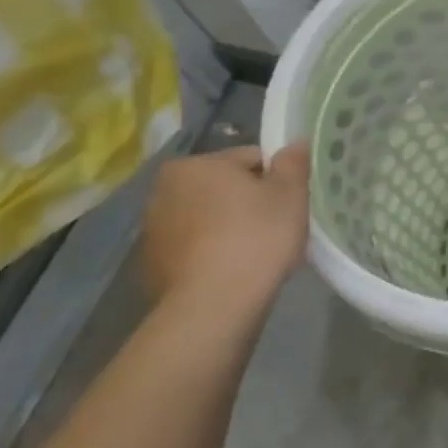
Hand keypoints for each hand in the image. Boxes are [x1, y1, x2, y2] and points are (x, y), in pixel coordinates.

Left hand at [139, 143, 310, 308]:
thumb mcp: (290, 195)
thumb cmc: (256, 238)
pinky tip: (232, 270)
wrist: (213, 304)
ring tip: (254, 253)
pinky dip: (212, 252)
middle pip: (224, 187)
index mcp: (195, 165)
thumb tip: (295, 142)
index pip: (250, 159)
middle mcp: (164, 189)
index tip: (289, 205)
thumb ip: (293, 163)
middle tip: (275, 229)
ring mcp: (153, 228)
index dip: (277, 180)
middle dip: (248, 202)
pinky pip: (194, 246)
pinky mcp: (152, 263)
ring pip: (207, 217)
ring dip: (229, 226)